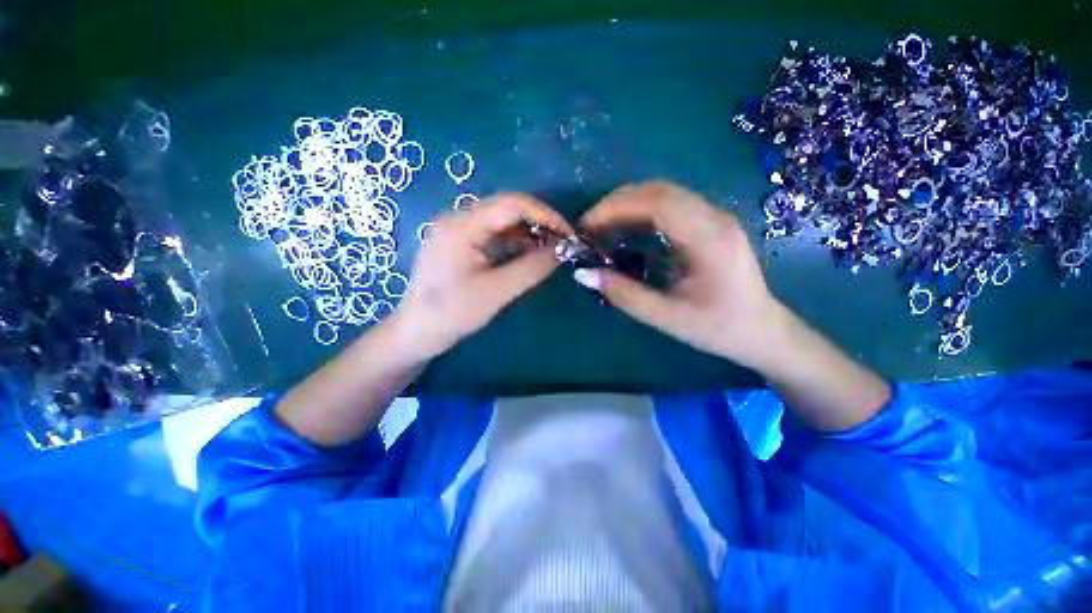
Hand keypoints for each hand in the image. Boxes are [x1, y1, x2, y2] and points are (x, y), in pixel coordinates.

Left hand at [393, 192, 572, 359]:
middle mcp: (459, 218)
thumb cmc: (453, 313)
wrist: (418, 332)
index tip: (569, 234)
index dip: (546, 215)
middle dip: (540, 223)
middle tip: (565, 243)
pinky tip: (532, 254)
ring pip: (503, 222)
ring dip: (530, 233)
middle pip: (508, 208)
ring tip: (553, 250)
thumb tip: (564, 250)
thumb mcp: (498, 291)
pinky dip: (517, 243)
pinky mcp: (462, 243)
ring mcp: (459, 230)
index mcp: (462, 224)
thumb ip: (533, 267)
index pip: (512, 203)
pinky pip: (495, 235)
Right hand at [577, 181, 782, 366]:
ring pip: (665, 192)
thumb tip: (583, 274)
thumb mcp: (667, 318)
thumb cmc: (718, 328)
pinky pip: (672, 203)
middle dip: (618, 202)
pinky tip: (628, 228)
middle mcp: (715, 218)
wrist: (762, 331)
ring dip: (629, 203)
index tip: (587, 225)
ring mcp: (716, 217)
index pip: (658, 203)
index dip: (616, 207)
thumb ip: (624, 295)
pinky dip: (642, 210)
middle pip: (660, 190)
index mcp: (710, 240)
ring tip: (603, 226)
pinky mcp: (711, 223)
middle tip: (590, 226)